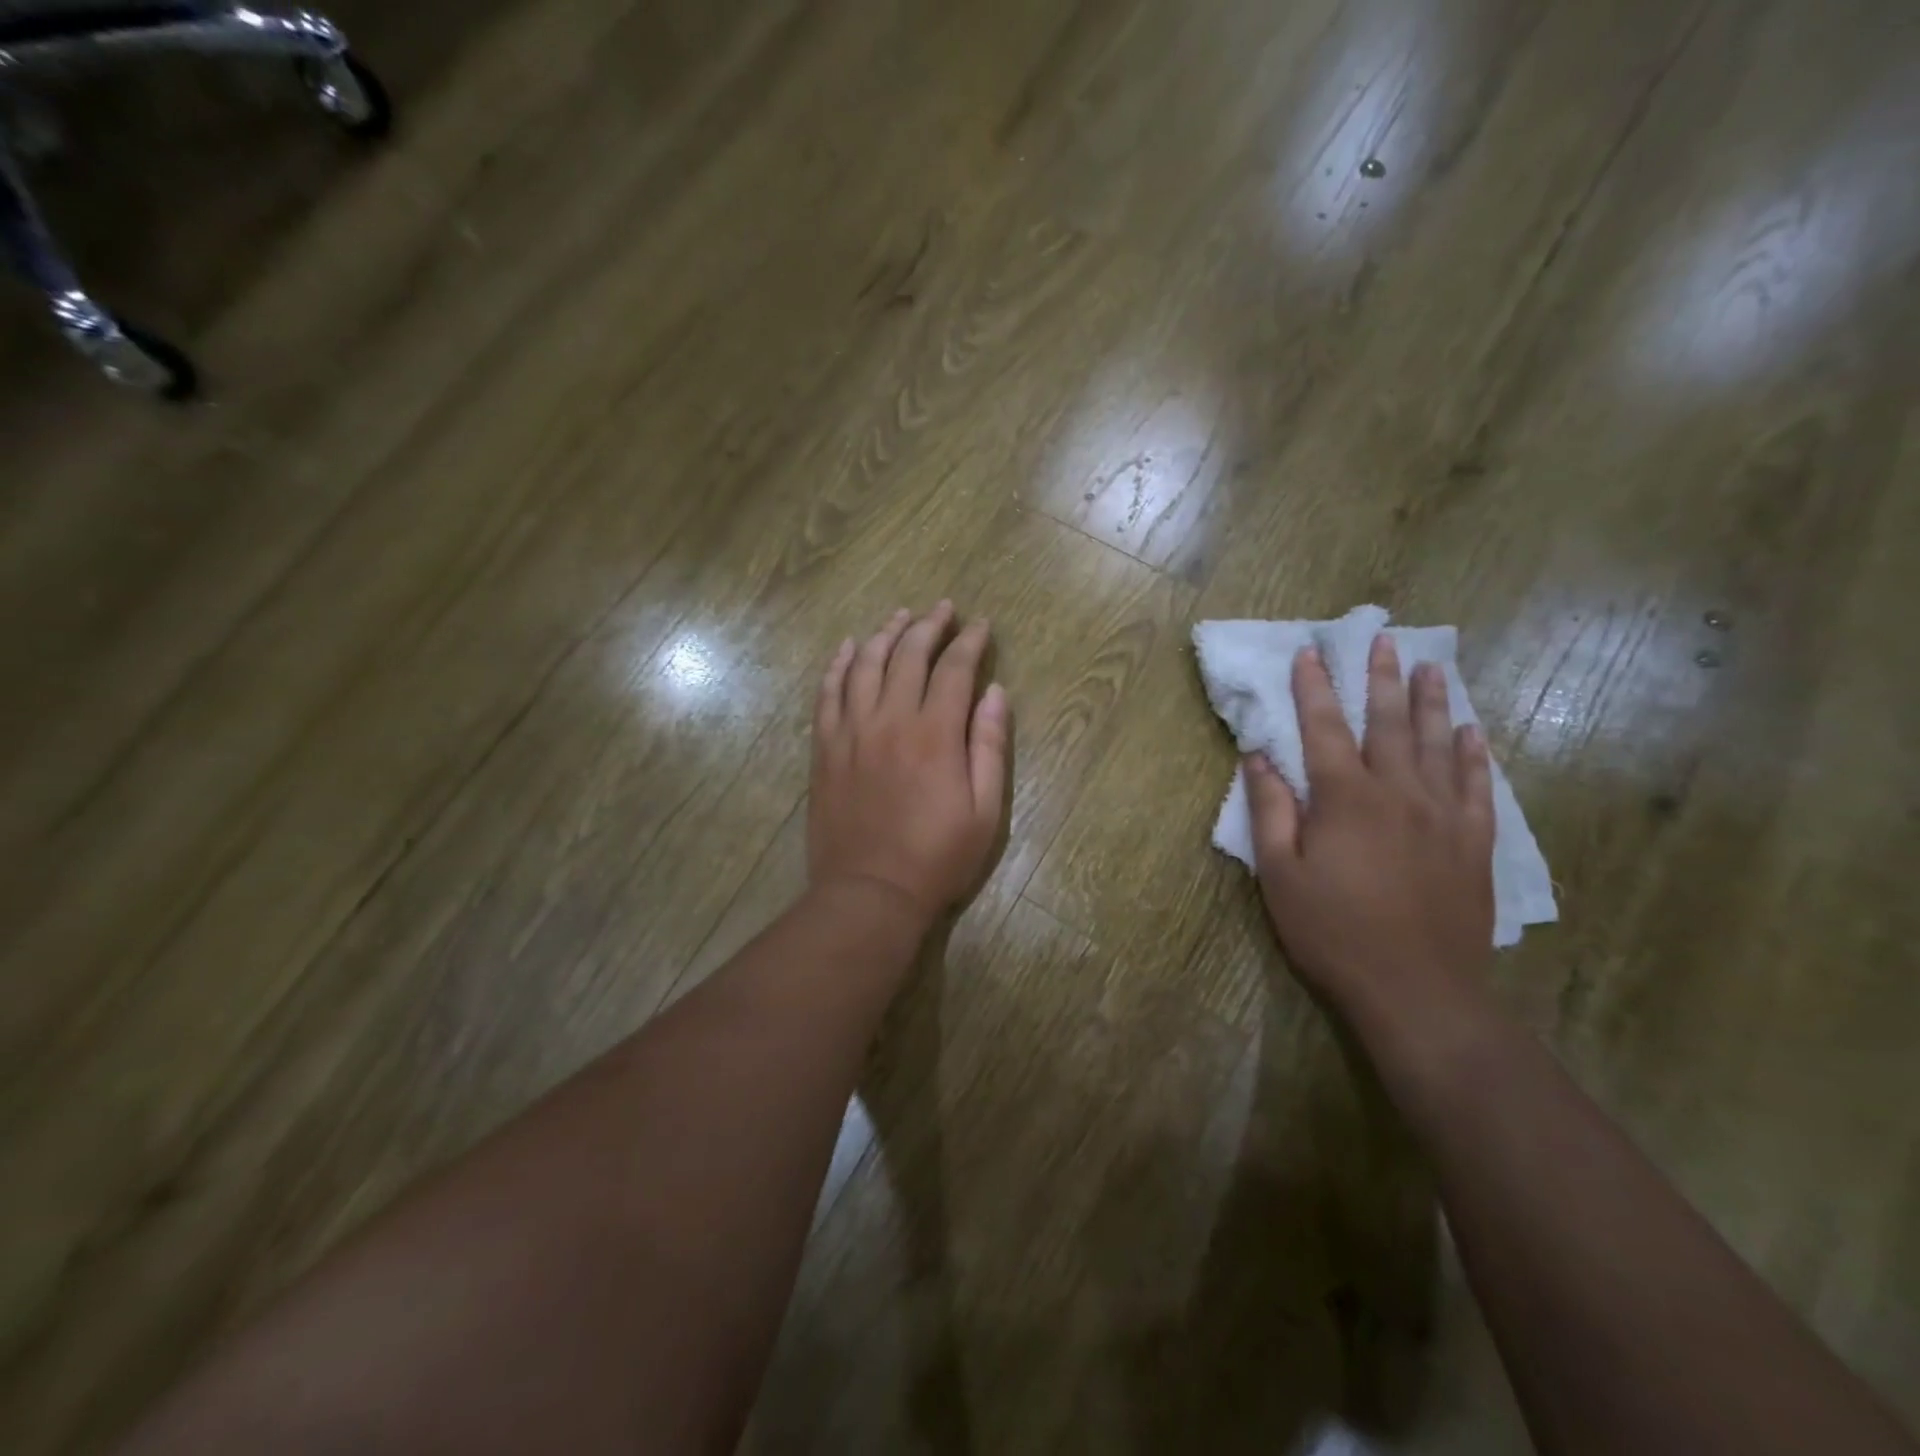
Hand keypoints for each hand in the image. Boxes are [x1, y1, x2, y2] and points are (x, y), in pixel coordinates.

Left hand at [808, 603, 1010, 922]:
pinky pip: (828, 692)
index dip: (970, 642)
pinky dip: (839, 664)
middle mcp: (891, 719)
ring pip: (866, 664)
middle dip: (929, 626)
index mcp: (935, 734)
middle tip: (943, 609)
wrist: (869, 892)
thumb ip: (989, 747)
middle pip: (908, 655)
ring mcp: (851, 731)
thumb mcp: (984, 811)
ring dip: (885, 633)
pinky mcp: (825, 747)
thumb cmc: (936, 858)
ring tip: (900, 615)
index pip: (955, 669)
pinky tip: (848, 647)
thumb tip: (996, 694)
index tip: (980, 625)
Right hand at [1245, 634, 1495, 1026]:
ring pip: (1436, 744)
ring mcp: (1442, 816)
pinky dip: (1472, 755)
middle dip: (1380, 679)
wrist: (1419, 990)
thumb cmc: (1334, 932)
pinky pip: (1475, 786)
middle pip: (1388, 723)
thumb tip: (1259, 757)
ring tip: (1432, 667)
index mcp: (1345, 798)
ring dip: (1432, 703)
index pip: (1324, 728)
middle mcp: (1397, 792)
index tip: (1310, 653)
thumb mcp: (1280, 875)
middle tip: (1383, 640)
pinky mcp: (1472, 843)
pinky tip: (1471, 734)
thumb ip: (1271, 810)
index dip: (1313, 689)